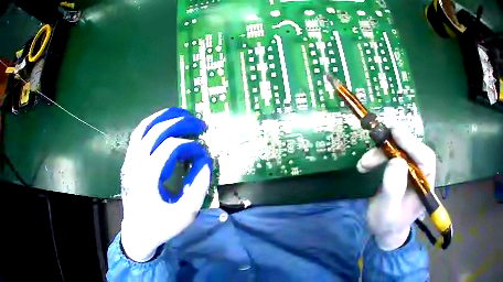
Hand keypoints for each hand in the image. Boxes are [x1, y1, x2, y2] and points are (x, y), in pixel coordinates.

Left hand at [120, 108, 212, 261]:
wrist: (137, 233)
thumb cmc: (161, 226)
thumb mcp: (185, 214)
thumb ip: (198, 187)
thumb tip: (206, 162)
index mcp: (148, 177)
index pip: (171, 147)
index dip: (190, 146)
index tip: (203, 154)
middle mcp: (135, 164)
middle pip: (156, 131)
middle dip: (180, 123)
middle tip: (199, 123)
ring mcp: (129, 161)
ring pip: (143, 128)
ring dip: (163, 117)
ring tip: (182, 115)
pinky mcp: (128, 162)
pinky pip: (138, 135)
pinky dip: (151, 124)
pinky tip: (163, 124)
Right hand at [357, 127, 434, 249]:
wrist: (384, 230)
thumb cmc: (388, 224)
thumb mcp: (388, 211)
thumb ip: (393, 189)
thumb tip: (395, 161)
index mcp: (425, 184)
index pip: (425, 158)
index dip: (411, 143)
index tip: (395, 132)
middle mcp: (421, 173)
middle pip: (410, 150)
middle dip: (391, 147)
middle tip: (374, 144)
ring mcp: (411, 170)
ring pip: (398, 151)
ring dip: (379, 153)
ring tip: (362, 164)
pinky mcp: (401, 169)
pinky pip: (391, 155)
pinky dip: (377, 157)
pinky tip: (365, 165)